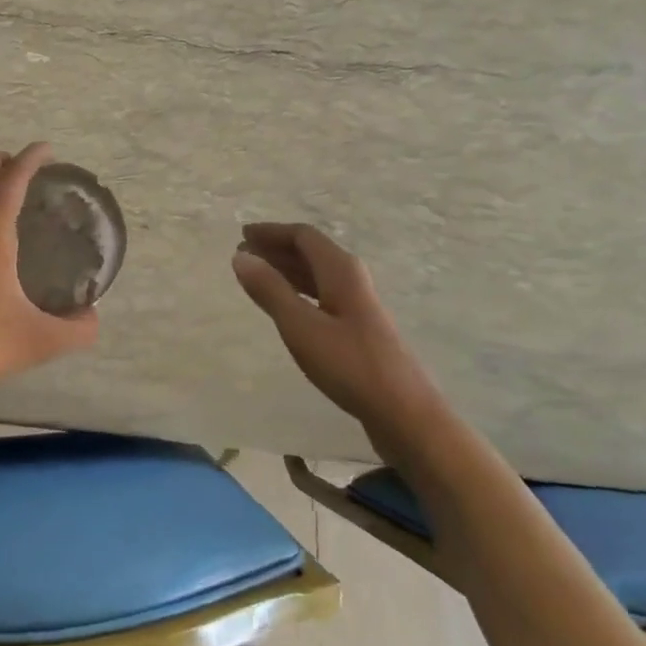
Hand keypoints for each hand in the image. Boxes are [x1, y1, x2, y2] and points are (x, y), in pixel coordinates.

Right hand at [232, 223, 439, 435]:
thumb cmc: (349, 364)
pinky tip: (285, 306)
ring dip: (285, 270)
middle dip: (276, 250)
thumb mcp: (300, 326)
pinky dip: (298, 292)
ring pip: (316, 275)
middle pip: (310, 252)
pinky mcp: (358, 328)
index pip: (302, 236)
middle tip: (243, 255)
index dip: (271, 232)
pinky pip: (321, 295)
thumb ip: (270, 289)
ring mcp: (357, 303)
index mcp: (340, 269)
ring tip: (256, 277)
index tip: (242, 235)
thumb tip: (241, 256)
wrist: (404, 412)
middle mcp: (351, 278)